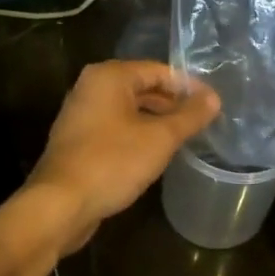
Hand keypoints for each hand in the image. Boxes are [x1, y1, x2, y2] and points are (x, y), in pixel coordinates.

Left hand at [26, 61, 220, 248]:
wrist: (60, 205)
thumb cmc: (112, 162)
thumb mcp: (160, 138)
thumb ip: (189, 116)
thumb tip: (214, 98)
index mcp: (108, 76)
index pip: (158, 70)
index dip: (188, 86)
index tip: (212, 103)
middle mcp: (91, 88)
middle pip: (142, 87)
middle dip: (172, 103)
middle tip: (202, 120)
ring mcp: (81, 114)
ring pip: (128, 109)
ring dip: (156, 120)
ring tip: (184, 137)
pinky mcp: (78, 140)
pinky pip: (115, 127)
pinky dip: (137, 134)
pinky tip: (155, 153)